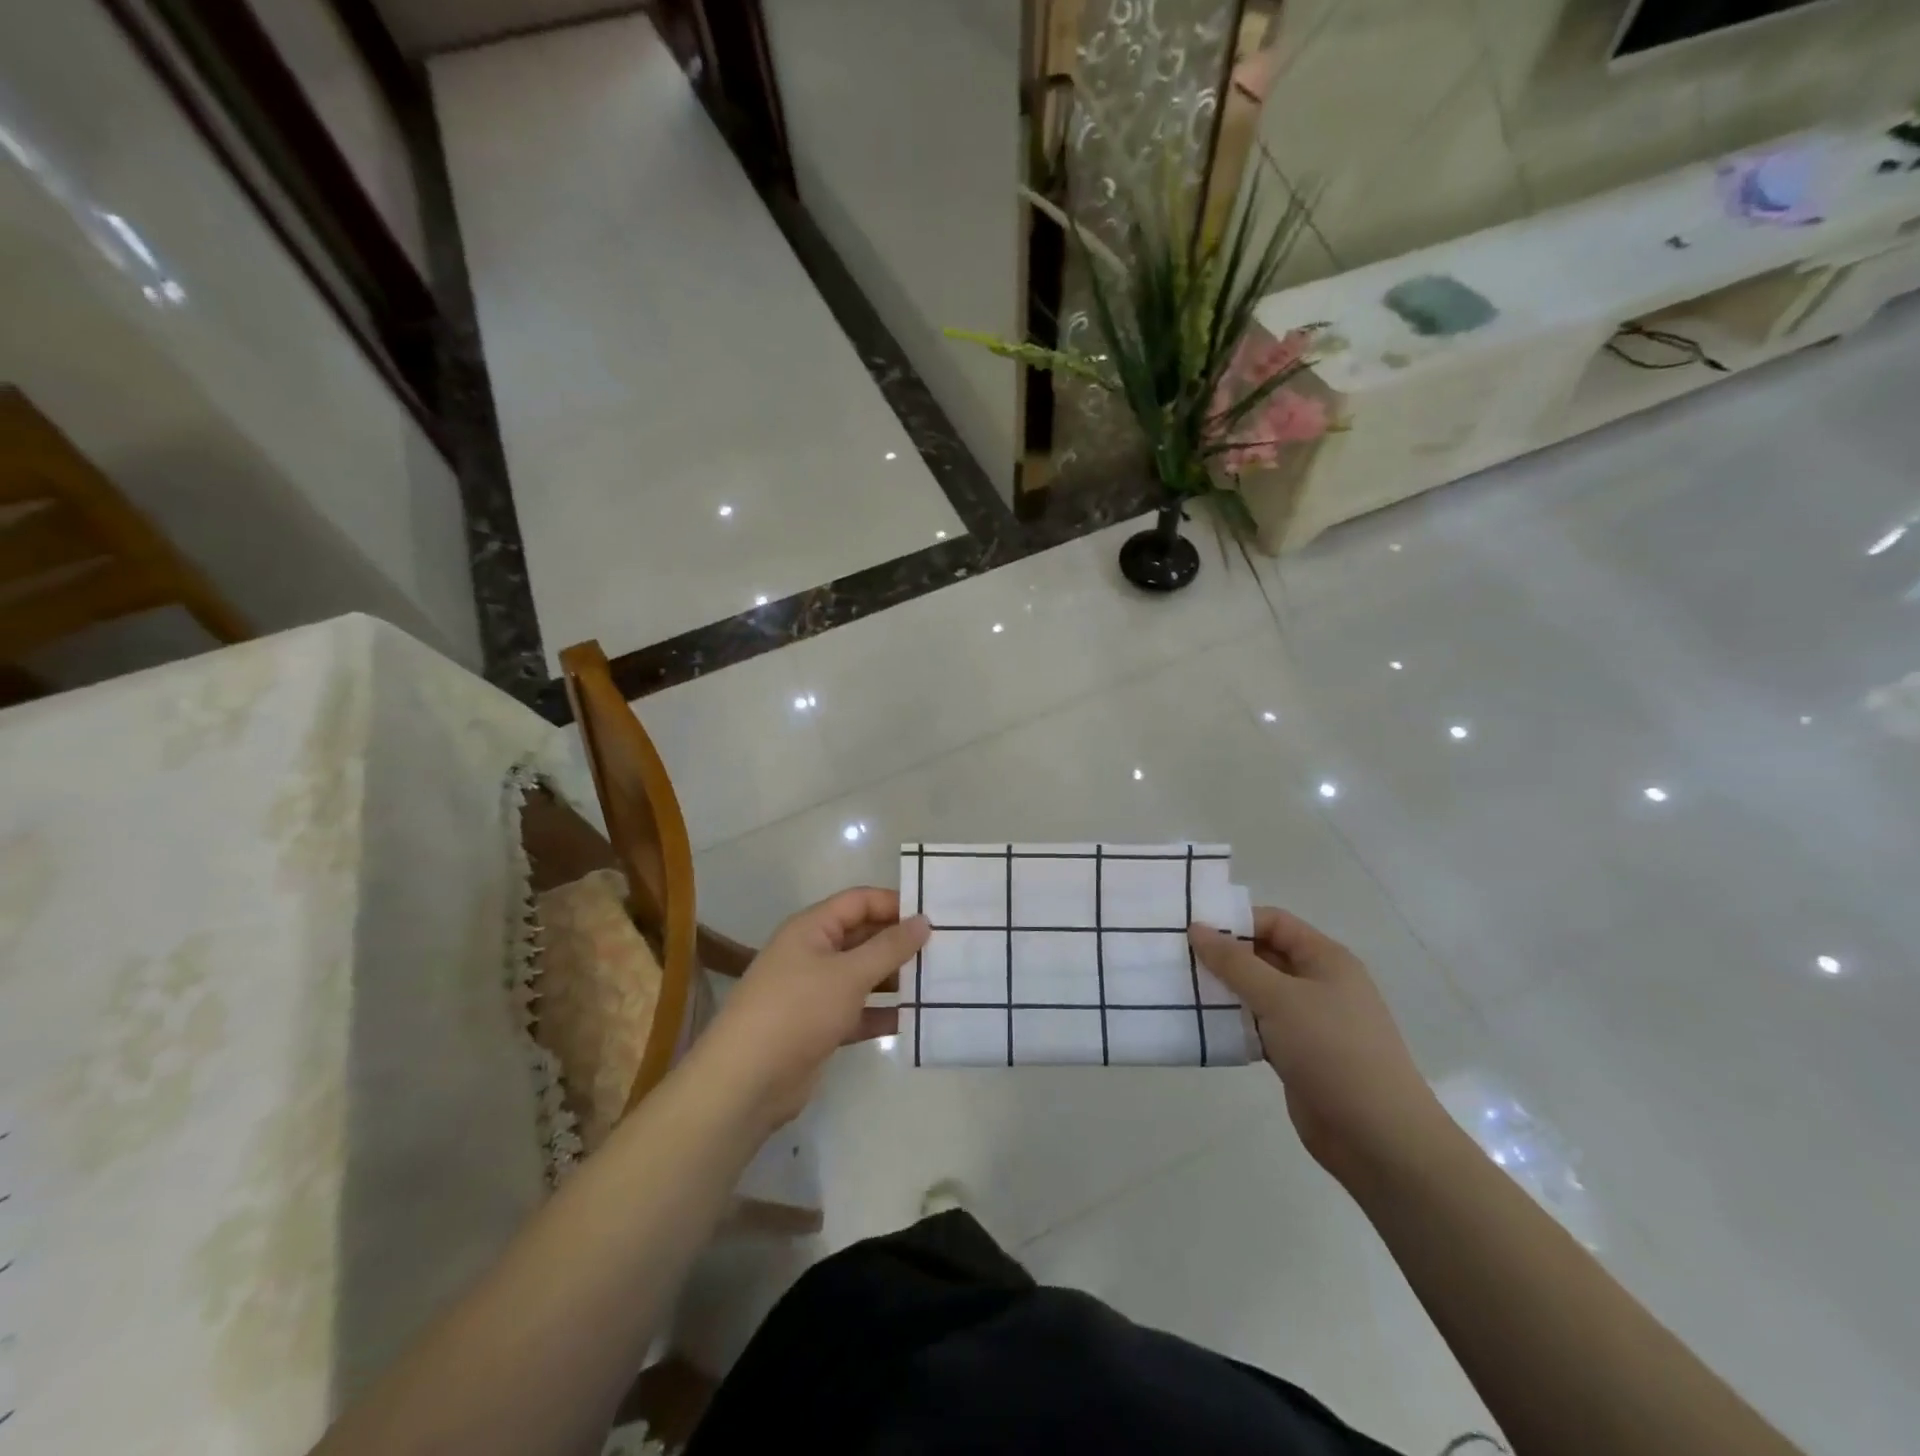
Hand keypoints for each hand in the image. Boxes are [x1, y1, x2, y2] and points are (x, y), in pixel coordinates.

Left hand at [697, 888, 929, 1131]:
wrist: (746, 1081)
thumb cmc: (798, 1010)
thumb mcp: (849, 974)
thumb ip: (889, 947)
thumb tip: (923, 921)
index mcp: (812, 928)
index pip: (859, 901)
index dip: (895, 903)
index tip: (934, 915)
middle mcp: (813, 953)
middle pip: (863, 937)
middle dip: (900, 942)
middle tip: (945, 949)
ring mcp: (816, 991)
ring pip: (863, 975)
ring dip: (896, 978)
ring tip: (938, 981)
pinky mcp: (820, 1026)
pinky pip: (859, 1010)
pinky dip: (883, 1013)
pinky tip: (915, 1019)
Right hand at [1189, 908, 1449, 1188]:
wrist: (1378, 1137)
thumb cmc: (1333, 1051)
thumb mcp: (1279, 998)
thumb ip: (1234, 963)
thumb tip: (1197, 928)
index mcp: (1325, 959)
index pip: (1274, 923)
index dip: (1235, 922)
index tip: (1191, 931)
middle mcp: (1319, 983)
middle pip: (1264, 955)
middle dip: (1223, 956)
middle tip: (1177, 959)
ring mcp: (1310, 1021)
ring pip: (1258, 993)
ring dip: (1225, 991)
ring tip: (1181, 989)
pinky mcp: (1299, 1054)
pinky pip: (1259, 1026)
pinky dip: (1234, 1023)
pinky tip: (1203, 1025)